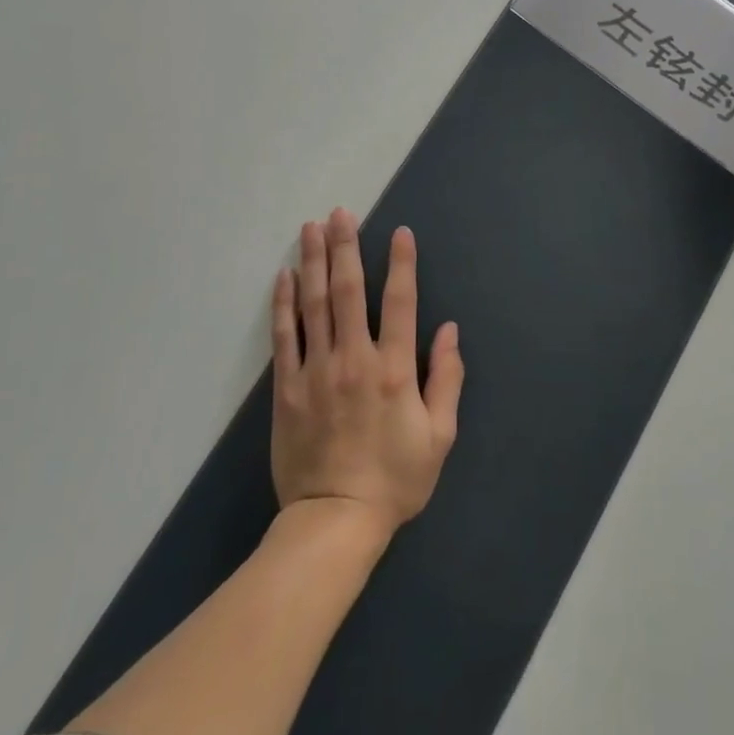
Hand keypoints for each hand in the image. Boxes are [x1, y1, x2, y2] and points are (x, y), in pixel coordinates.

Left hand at [270, 209, 464, 538]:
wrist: (334, 521)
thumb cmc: (395, 479)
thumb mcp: (439, 436)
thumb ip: (447, 379)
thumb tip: (449, 330)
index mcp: (394, 370)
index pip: (401, 303)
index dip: (401, 264)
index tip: (399, 232)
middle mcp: (354, 359)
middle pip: (349, 291)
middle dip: (346, 247)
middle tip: (340, 213)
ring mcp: (316, 371)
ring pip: (314, 304)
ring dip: (314, 261)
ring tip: (311, 228)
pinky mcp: (287, 388)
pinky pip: (285, 336)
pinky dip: (284, 303)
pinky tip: (285, 276)